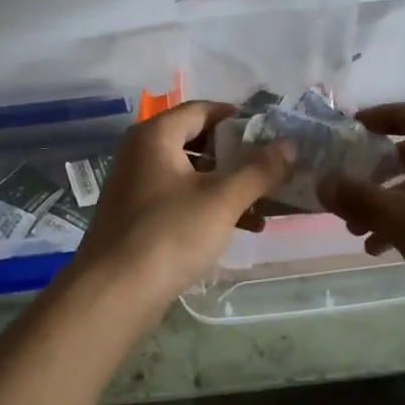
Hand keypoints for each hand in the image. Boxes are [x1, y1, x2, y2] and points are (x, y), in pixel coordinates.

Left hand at [74, 100, 292, 303]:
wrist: (113, 295)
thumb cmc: (169, 234)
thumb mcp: (222, 199)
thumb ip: (259, 170)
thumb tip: (290, 145)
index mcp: (156, 135)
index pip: (204, 109)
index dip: (240, 118)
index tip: (272, 134)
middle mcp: (142, 152)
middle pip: (199, 140)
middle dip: (239, 156)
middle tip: (273, 167)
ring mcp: (138, 185)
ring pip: (193, 173)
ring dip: (229, 184)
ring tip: (267, 202)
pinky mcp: (139, 216)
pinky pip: (182, 198)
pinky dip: (210, 205)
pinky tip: (242, 226)